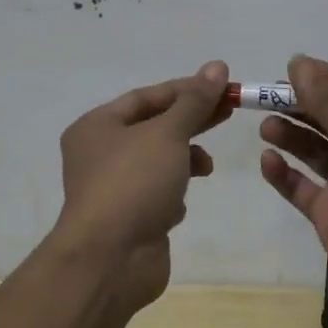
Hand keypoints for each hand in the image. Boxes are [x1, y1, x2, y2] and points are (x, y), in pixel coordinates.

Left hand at [52, 60, 230, 315]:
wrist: (110, 261)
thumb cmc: (133, 184)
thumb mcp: (168, 134)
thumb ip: (194, 102)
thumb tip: (217, 66)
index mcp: (97, 126)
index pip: (147, 97)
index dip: (186, 89)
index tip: (222, 86)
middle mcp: (100, 154)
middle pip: (155, 126)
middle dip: (192, 120)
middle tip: (230, 111)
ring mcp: (114, 188)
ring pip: (159, 161)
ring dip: (185, 159)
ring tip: (206, 166)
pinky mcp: (130, 218)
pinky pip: (158, 194)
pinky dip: (173, 193)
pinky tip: (179, 205)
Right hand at [259, 55, 327, 325]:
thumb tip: (298, 62)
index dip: (323, 79)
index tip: (290, 67)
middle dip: (300, 106)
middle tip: (265, 96)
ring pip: (314, 150)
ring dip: (291, 135)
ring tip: (265, 124)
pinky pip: (302, 186)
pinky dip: (285, 173)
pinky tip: (267, 160)